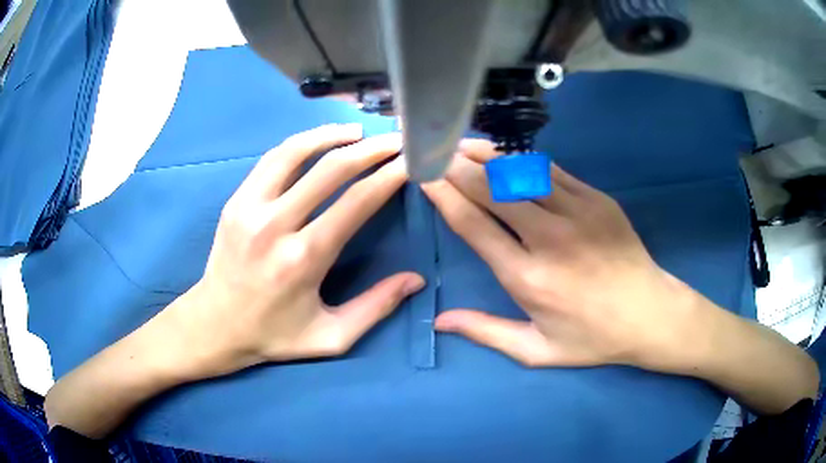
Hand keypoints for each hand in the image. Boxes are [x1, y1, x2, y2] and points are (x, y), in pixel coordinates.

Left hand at [163, 124, 424, 377]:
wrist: (216, 325)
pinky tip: (319, 141)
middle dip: (371, 150)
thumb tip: (416, 279)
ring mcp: (250, 207)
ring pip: (295, 152)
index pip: (356, 202)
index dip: (389, 177)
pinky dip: (300, 143)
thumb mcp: (331, 337)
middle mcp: (276, 225)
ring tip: (359, 131)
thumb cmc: (274, 335)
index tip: (410, 163)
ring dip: (332, 136)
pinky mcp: (235, 201)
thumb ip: (375, 308)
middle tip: (395, 141)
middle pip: (331, 170)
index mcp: (304, 259)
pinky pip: (272, 159)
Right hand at [422, 140, 706, 370]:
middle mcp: (549, 238)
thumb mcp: (537, 350)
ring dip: (487, 155)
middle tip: (436, 150)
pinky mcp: (597, 199)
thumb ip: (487, 332)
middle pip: (492, 190)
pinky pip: (552, 171)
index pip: (474, 225)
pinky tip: (507, 155)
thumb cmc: (592, 338)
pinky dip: (523, 161)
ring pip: (521, 172)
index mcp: (528, 278)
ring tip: (463, 144)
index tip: (425, 176)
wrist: (649, 314)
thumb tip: (440, 321)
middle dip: (458, 167)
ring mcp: (577, 212)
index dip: (444, 196)